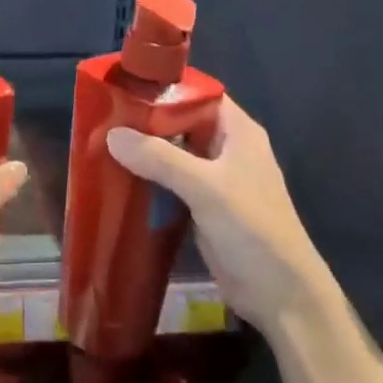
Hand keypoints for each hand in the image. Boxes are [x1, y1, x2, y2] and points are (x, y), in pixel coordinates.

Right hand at [106, 96, 321, 330]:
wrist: (280, 296)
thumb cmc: (252, 229)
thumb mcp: (205, 187)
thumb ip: (159, 158)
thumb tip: (111, 134)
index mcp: (238, 131)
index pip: (198, 94)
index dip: (165, 88)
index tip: (125, 86)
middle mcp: (226, 148)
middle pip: (181, 123)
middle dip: (146, 120)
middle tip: (104, 116)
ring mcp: (215, 179)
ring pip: (173, 153)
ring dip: (144, 151)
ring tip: (102, 142)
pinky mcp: (204, 206)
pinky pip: (170, 182)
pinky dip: (148, 178)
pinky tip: (118, 176)